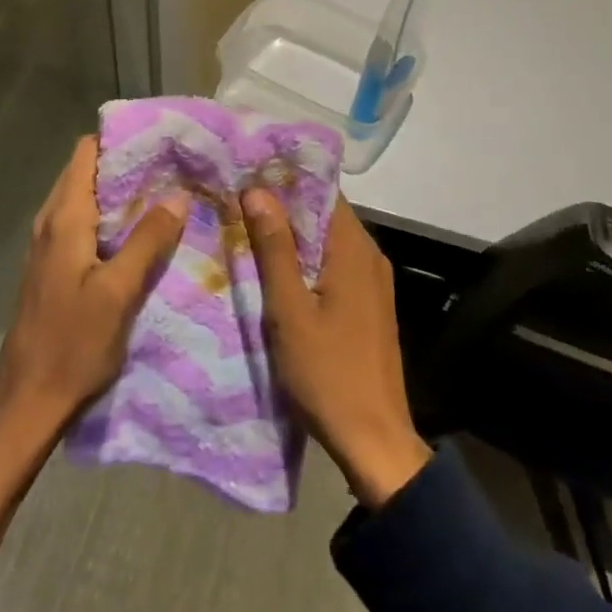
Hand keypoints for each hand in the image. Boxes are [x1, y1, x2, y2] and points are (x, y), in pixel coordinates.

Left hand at [0, 136, 187, 439]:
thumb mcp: (119, 292)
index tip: (159, 138)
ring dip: (120, 192)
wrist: (28, 400)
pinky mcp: (53, 267)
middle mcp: (51, 222)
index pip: (86, 153)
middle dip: (126, 164)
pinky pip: (83, 224)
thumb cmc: (73, 344)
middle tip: (172, 165)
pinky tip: (139, 231)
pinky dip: (110, 217)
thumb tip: (177, 195)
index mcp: (64, 219)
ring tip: (164, 192)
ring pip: (85, 198)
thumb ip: (147, 240)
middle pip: (86, 172)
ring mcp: (48, 245)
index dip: (120, 140)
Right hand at [242, 189, 432, 507]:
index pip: (322, 192)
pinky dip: (306, 259)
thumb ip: (274, 248)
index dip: (285, 179)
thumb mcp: (289, 310)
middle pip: (323, 214)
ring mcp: (372, 281)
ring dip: (292, 234)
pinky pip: (333, 265)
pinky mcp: (368, 304)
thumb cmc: (327, 373)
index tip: (247, 171)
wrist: (374, 440)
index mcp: (354, 249)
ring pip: (327, 241)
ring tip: (247, 226)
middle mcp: (369, 255)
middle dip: (283, 205)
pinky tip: (275, 268)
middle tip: (236, 198)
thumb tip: (256, 190)